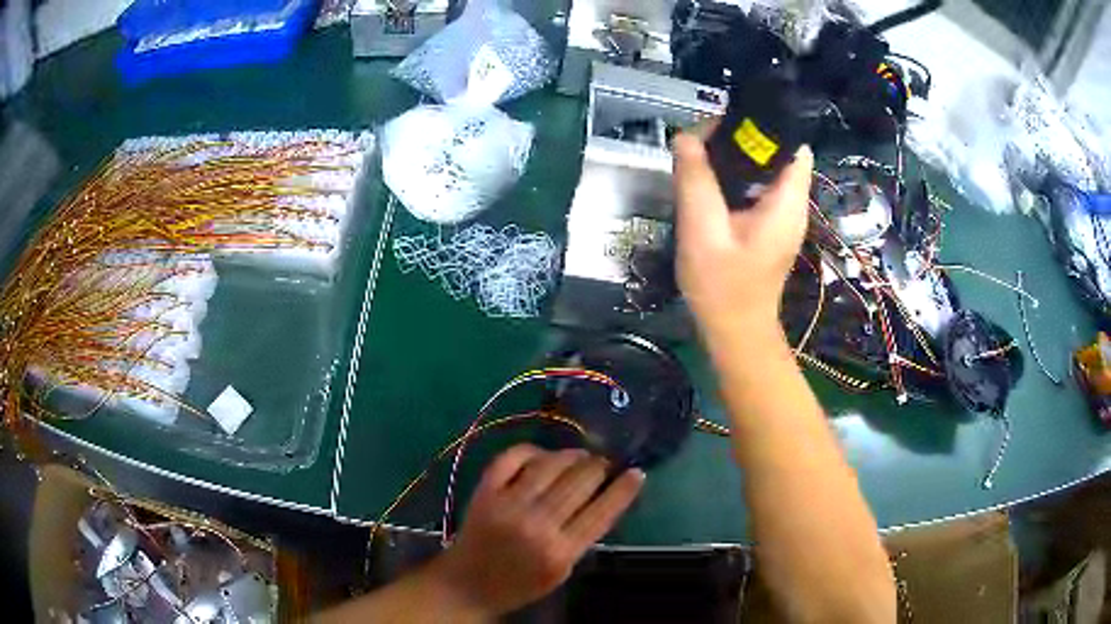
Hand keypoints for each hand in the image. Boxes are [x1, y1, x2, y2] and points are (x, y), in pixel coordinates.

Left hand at [428, 445, 643, 617]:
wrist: (467, 584)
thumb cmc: (519, 584)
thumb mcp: (561, 571)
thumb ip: (582, 538)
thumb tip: (603, 498)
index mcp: (560, 552)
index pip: (602, 512)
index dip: (624, 489)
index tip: (636, 472)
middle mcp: (536, 525)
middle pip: (580, 482)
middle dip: (600, 466)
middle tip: (605, 463)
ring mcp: (508, 504)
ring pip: (550, 464)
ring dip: (572, 455)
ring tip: (581, 456)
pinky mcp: (485, 491)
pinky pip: (512, 457)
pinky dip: (532, 450)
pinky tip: (543, 455)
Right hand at [673, 133, 813, 337]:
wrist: (735, 331)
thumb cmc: (723, 288)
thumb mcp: (702, 231)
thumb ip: (696, 181)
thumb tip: (685, 136)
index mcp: (787, 202)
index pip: (791, 144)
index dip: (761, 127)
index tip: (722, 128)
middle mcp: (792, 203)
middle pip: (775, 151)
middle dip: (740, 138)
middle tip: (700, 144)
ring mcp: (782, 214)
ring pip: (763, 167)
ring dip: (734, 157)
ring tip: (699, 160)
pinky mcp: (769, 223)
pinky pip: (755, 186)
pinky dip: (733, 178)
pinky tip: (708, 185)